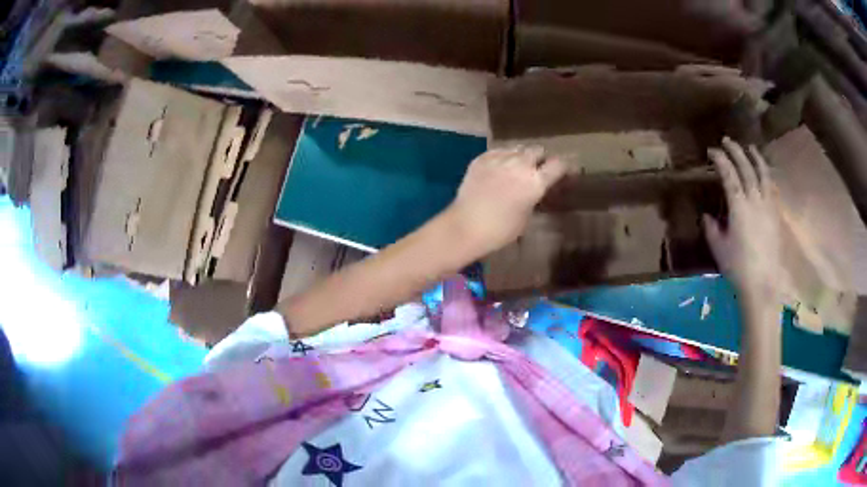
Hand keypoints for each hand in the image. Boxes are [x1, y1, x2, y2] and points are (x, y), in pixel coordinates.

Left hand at [446, 146, 565, 255]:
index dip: (562, 167)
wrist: (465, 226)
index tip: (562, 172)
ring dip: (521, 156)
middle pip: (537, 150)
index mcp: (535, 182)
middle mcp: (520, 164)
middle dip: (540, 159)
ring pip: (518, 148)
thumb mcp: (526, 216)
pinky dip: (503, 158)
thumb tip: (535, 189)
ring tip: (517, 168)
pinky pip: (498, 152)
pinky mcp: (481, 158)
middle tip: (537, 170)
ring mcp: (499, 158)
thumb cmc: (500, 230)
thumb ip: (533, 196)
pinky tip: (499, 169)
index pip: (558, 164)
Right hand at [704, 138, 781, 307]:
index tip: (712, 151)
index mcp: (739, 206)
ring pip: (763, 173)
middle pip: (746, 168)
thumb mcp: (719, 249)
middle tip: (727, 141)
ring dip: (755, 157)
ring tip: (750, 148)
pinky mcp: (776, 214)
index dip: (720, 160)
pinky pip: (772, 187)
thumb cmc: (738, 268)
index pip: (729, 175)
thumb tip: (708, 216)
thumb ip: (712, 229)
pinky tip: (764, 173)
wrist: (764, 284)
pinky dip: (766, 175)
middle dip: (736, 151)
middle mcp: (755, 200)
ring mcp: (768, 205)